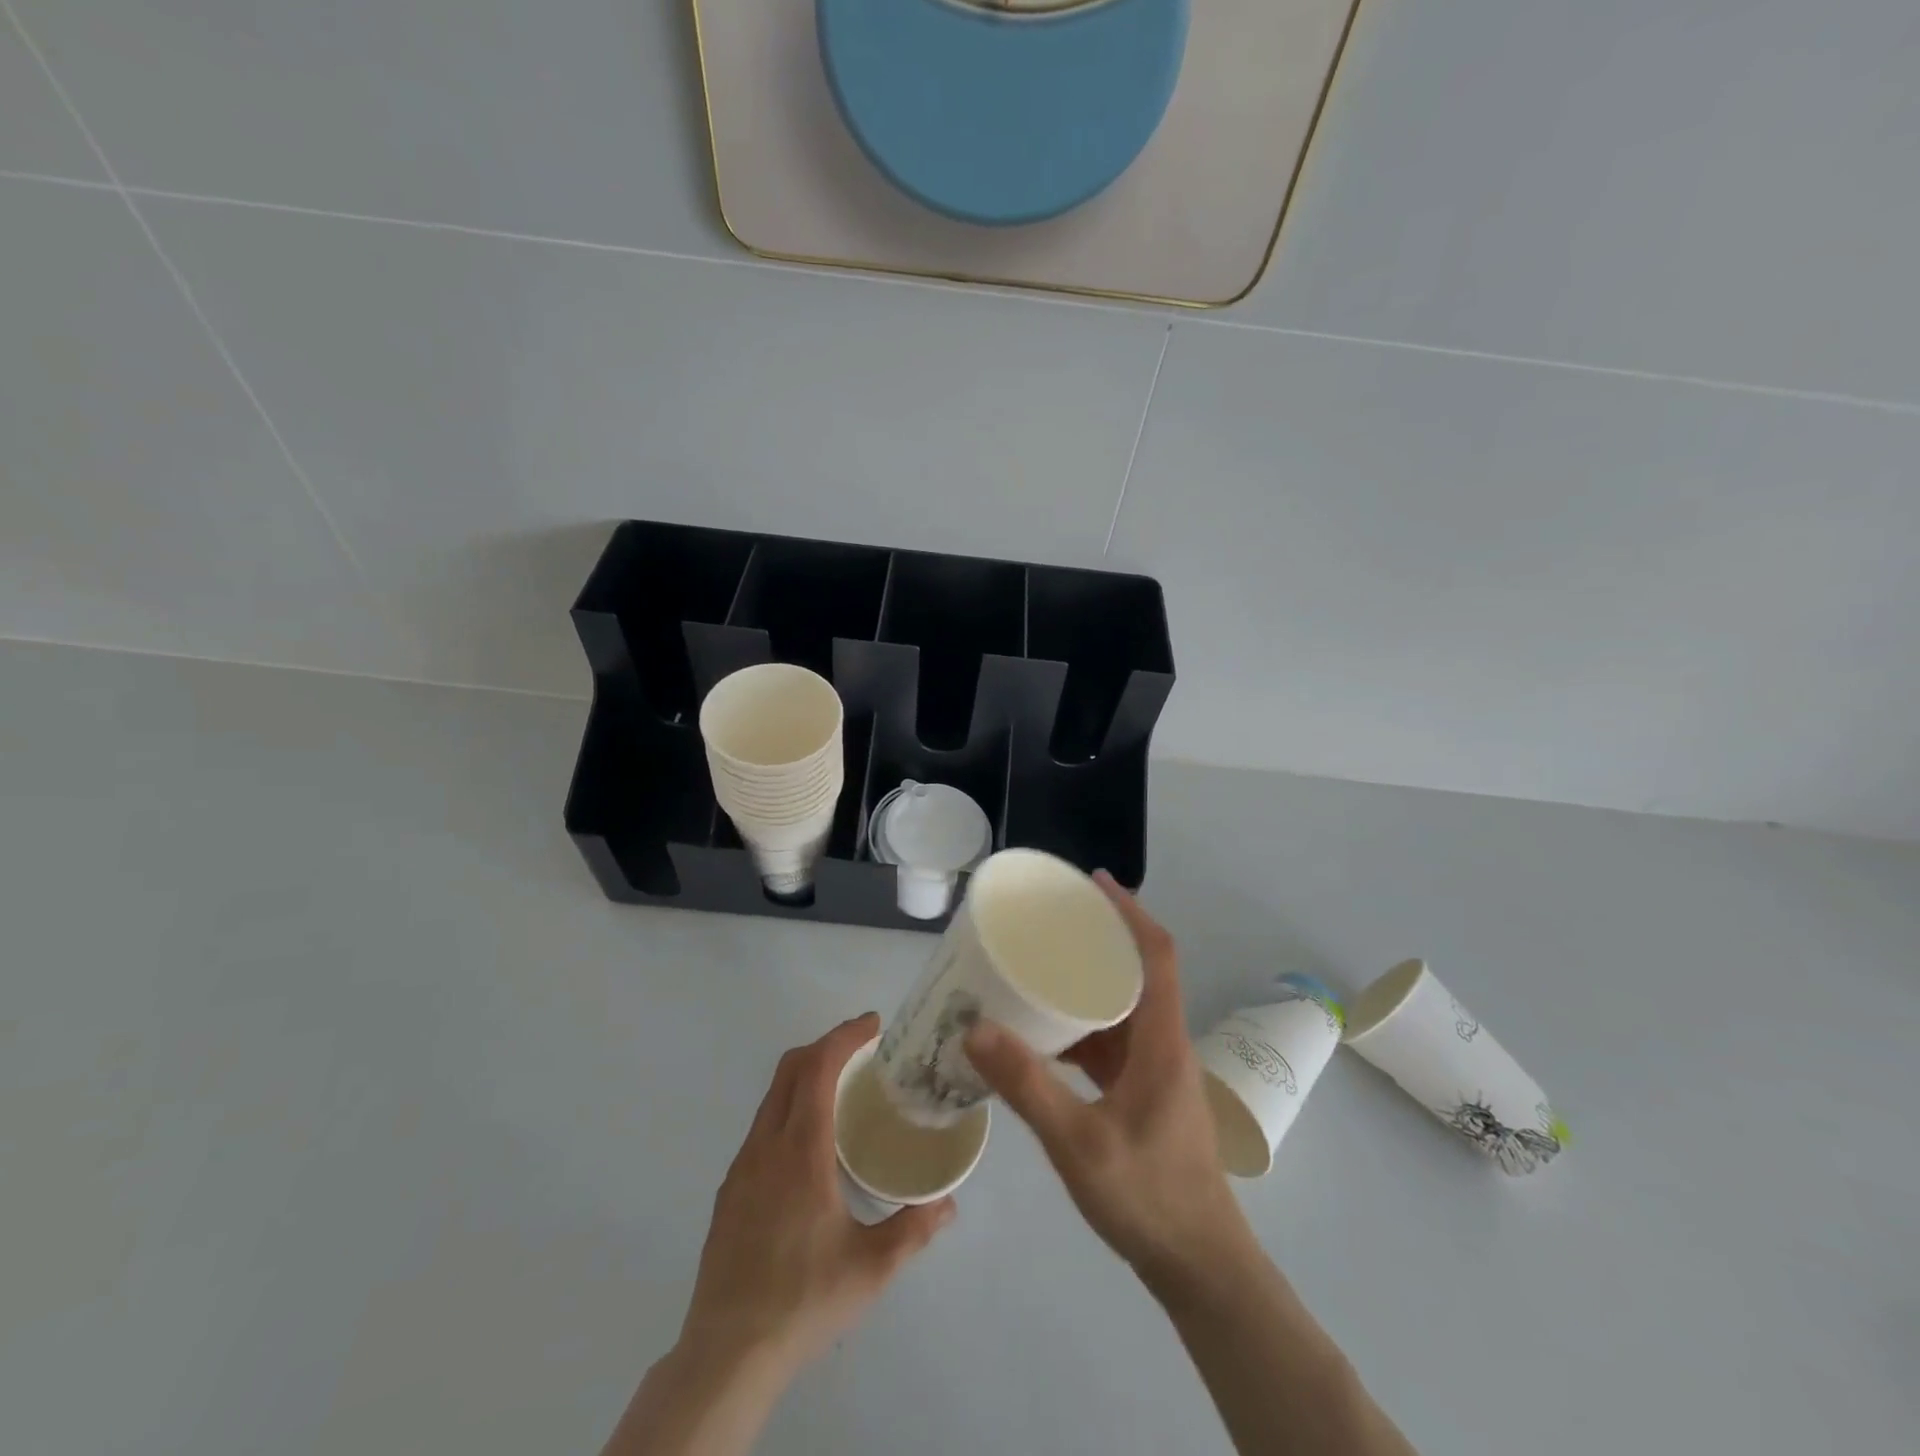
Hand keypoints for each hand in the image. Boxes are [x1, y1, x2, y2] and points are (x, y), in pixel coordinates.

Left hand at [680, 1012, 956, 1377]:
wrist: (726, 1355)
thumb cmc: (803, 1301)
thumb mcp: (871, 1268)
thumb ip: (914, 1228)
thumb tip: (948, 1202)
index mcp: (800, 1151)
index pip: (818, 1068)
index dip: (845, 1036)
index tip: (874, 1025)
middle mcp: (766, 1146)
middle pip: (790, 1069)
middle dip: (827, 1045)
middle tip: (864, 1051)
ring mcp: (742, 1167)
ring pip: (772, 1096)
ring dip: (806, 1075)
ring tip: (843, 1092)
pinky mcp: (730, 1190)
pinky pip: (762, 1126)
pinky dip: (789, 1108)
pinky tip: (811, 1145)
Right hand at [963, 874, 1253, 1293]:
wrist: (1200, 1268)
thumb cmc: (1148, 1197)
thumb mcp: (1078, 1142)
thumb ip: (1026, 1086)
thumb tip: (974, 1028)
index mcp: (1161, 1041)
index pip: (1157, 955)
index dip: (1130, 912)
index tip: (1095, 882)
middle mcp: (1163, 1045)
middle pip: (1139, 973)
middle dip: (1100, 940)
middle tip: (1052, 921)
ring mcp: (1155, 1072)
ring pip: (1122, 1009)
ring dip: (1088, 985)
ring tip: (1039, 967)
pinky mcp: (1144, 1095)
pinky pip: (1111, 1043)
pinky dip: (1081, 1028)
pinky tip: (1043, 1035)